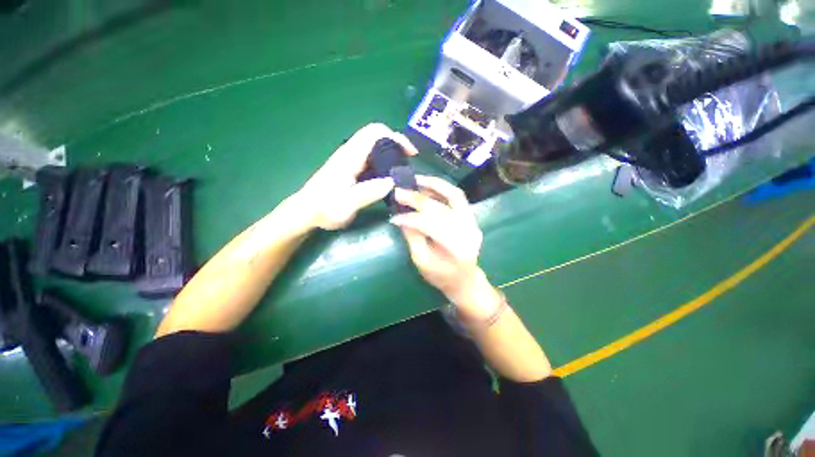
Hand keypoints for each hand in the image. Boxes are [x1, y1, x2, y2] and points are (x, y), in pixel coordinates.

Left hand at [296, 123, 417, 229]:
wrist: (306, 212)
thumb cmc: (324, 208)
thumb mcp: (346, 205)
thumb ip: (368, 193)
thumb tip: (392, 182)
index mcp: (350, 157)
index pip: (374, 133)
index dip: (395, 137)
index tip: (410, 153)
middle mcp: (351, 154)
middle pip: (377, 137)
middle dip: (397, 146)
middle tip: (409, 163)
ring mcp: (351, 160)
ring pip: (375, 148)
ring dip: (392, 155)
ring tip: (403, 172)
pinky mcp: (351, 168)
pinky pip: (372, 159)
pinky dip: (385, 164)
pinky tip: (390, 179)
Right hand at [391, 176, 498, 318]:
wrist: (464, 280)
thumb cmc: (441, 277)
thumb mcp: (422, 262)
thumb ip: (413, 237)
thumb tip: (401, 216)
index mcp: (456, 248)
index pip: (431, 225)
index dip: (410, 219)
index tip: (393, 217)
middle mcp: (468, 231)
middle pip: (441, 208)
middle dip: (417, 199)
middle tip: (399, 191)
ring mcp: (473, 222)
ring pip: (455, 195)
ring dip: (434, 184)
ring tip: (416, 179)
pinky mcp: (471, 217)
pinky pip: (457, 198)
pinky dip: (442, 189)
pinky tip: (427, 187)